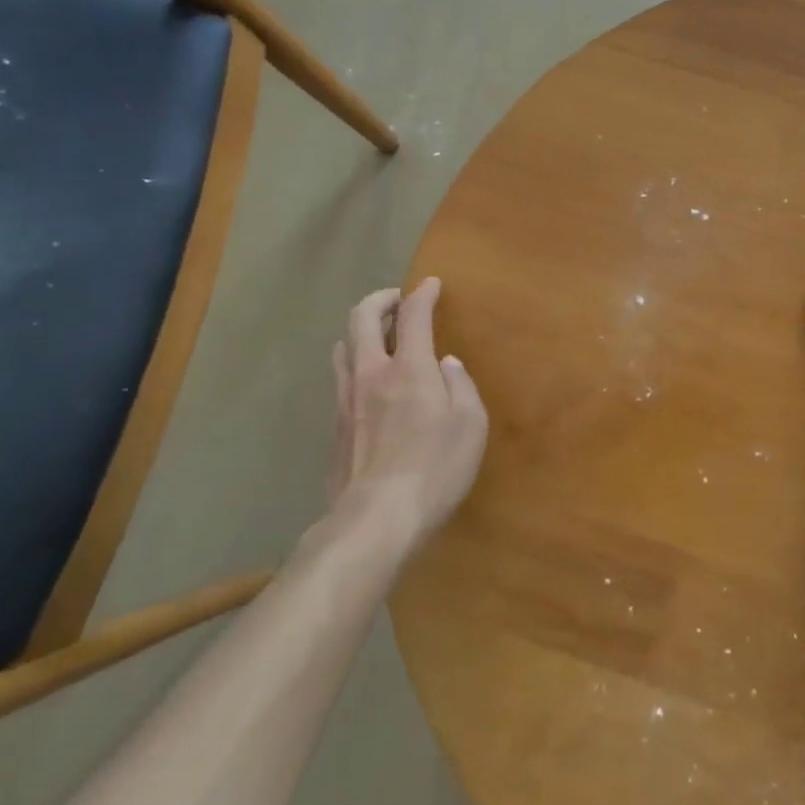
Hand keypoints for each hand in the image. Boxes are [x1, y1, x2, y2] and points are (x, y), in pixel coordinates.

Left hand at [329, 278, 487, 551]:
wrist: (375, 520)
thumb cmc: (435, 469)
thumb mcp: (470, 424)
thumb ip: (461, 386)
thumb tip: (447, 365)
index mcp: (408, 367)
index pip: (413, 314)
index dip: (422, 293)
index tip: (431, 284)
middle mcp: (371, 373)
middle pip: (362, 317)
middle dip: (381, 299)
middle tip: (398, 300)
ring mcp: (346, 399)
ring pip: (343, 347)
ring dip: (362, 332)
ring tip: (380, 338)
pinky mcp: (335, 427)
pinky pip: (341, 380)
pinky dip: (356, 366)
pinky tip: (371, 385)